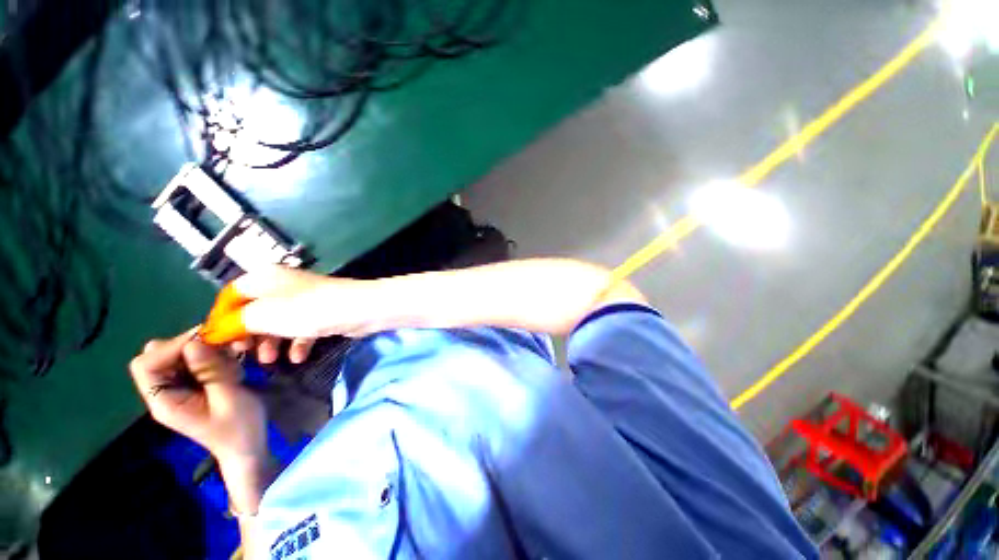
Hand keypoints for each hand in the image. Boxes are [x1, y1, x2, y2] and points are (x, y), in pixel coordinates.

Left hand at [129, 329, 266, 462]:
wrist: (248, 445)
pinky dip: (214, 355)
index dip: (170, 348)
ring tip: (232, 360)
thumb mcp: (230, 398)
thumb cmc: (239, 427)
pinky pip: (195, 359)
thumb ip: (211, 371)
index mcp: (165, 401)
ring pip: (179, 353)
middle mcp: (165, 391)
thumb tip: (194, 343)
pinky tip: (232, 365)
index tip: (206, 341)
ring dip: (206, 349)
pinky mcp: (193, 383)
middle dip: (189, 345)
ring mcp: (179, 387)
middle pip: (158, 355)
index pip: (146, 365)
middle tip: (221, 346)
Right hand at [229, 267, 362, 363]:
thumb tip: (214, 332)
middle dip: (248, 334)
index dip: (220, 319)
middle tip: (244, 354)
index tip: (216, 343)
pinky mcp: (323, 312)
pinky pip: (302, 328)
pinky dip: (297, 343)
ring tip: (270, 362)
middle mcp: (284, 285)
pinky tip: (297, 358)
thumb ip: (235, 323)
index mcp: (264, 277)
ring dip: (271, 343)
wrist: (360, 309)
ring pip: (278, 322)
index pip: (231, 295)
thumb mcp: (263, 315)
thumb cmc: (307, 310)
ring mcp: (306, 299)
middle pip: (254, 310)